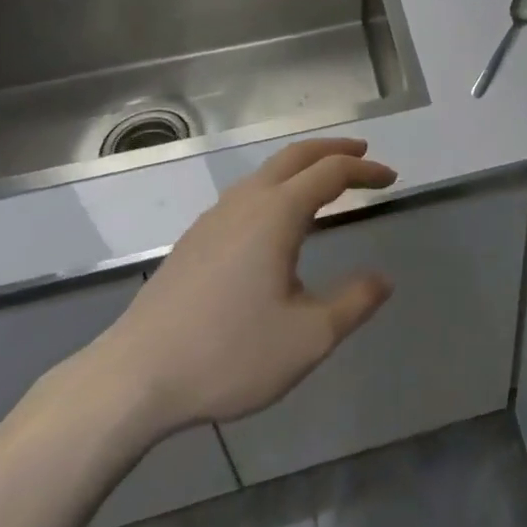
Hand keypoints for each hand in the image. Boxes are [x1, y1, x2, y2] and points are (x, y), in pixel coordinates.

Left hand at [65, 137, 396, 449]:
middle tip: (363, 156)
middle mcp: (247, 200)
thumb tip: (384, 279)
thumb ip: (353, 304)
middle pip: (297, 155)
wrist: (136, 376)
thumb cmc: (228, 354)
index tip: (391, 179)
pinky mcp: (196, 237)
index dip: (365, 172)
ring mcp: (216, 216)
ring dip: (303, 165)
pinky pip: (248, 191)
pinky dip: (278, 184)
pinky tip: (277, 218)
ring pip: (268, 170)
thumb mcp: (307, 339)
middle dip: (334, 150)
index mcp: (277, 213)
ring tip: (326, 182)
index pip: (331, 172)